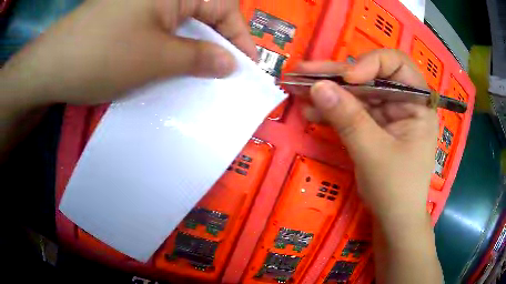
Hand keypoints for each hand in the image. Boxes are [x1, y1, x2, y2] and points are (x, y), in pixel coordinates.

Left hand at [1, 0, 255, 108]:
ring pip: (181, 25)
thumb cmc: (102, 55)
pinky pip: (160, 32)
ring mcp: (143, 6)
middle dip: (218, 44)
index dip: (240, 36)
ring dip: (193, 50)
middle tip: (225, 75)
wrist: (51, 66)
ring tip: (201, 77)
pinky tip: (171, 70)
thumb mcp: (155, 58)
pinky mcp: (128, 20)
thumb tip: (230, 63)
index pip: (224, 7)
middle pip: (204, 14)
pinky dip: (171, 50)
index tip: (248, 66)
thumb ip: (198, 58)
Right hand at [295, 49, 437, 227]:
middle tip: (304, 71)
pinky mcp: (372, 126)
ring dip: (328, 92)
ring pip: (356, 93)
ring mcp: (386, 114)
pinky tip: (310, 111)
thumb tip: (317, 87)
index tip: (347, 79)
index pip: (397, 65)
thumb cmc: (396, 189)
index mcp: (417, 103)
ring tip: (298, 89)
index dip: (371, 63)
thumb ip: (348, 119)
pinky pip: (351, 111)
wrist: (394, 220)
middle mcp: (403, 102)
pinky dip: (331, 111)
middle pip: (370, 76)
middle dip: (337, 75)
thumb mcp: (374, 153)